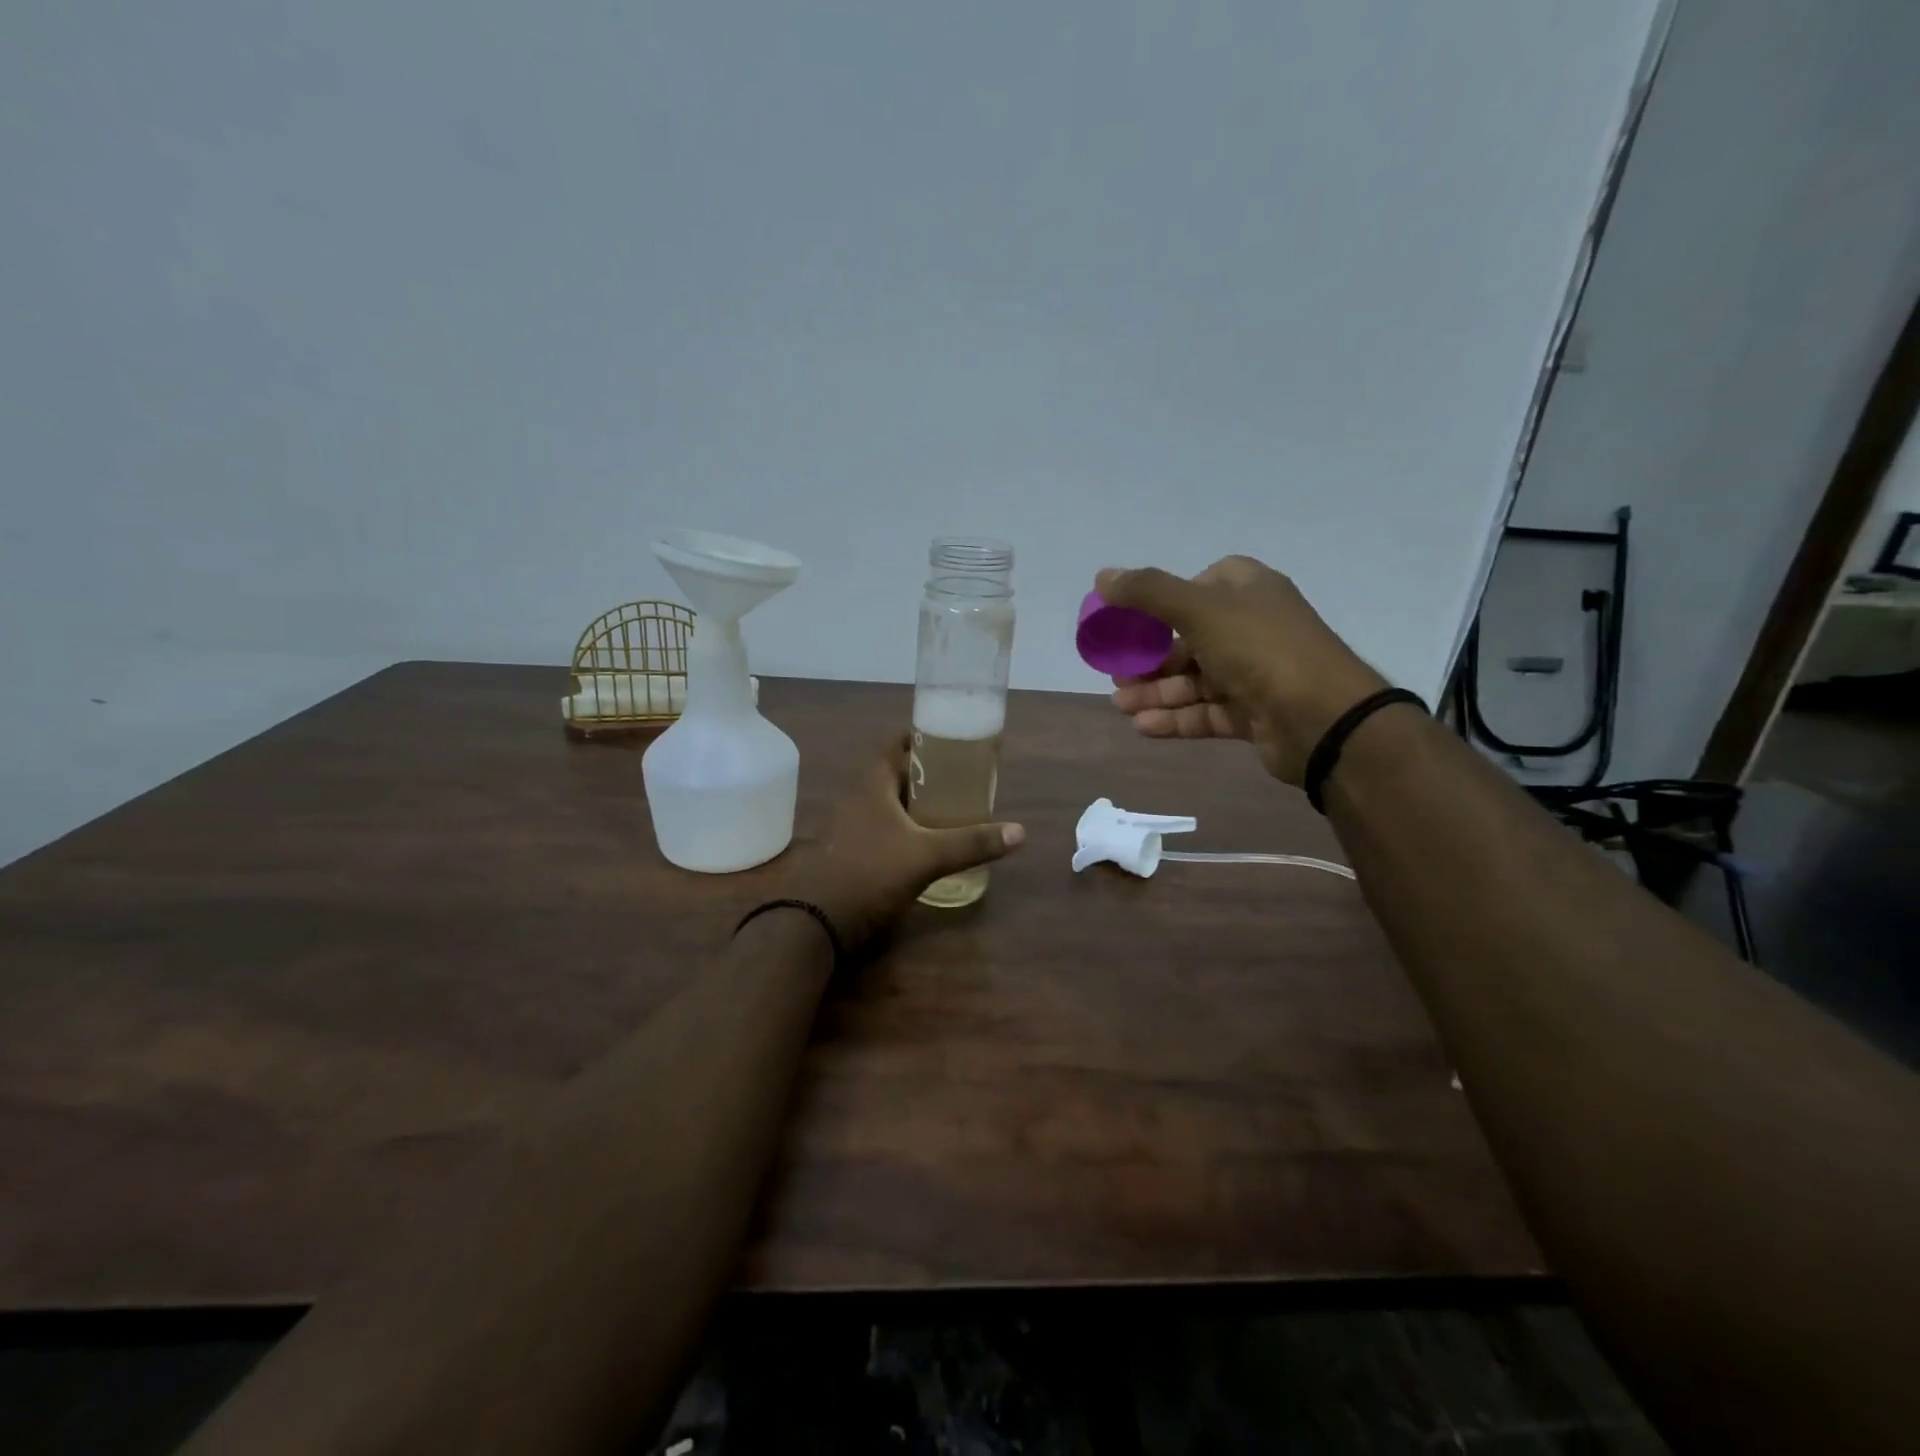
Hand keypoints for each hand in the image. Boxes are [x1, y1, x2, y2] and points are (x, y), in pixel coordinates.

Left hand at [783, 735, 1024, 952]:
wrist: (817, 921)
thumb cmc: (871, 873)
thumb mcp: (927, 856)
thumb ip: (972, 842)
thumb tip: (1020, 832)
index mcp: (871, 784)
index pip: (895, 743)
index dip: (921, 738)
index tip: (951, 740)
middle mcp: (857, 797)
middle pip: (894, 772)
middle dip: (926, 772)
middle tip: (960, 776)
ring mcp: (849, 825)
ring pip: (888, 801)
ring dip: (915, 801)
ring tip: (950, 805)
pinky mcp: (850, 850)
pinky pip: (882, 825)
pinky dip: (904, 825)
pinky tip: (926, 840)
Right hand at [1096, 557, 1389, 784]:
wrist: (1321, 717)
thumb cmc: (1259, 648)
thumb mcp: (1197, 608)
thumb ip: (1147, 591)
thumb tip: (1102, 576)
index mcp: (1247, 590)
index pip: (1200, 586)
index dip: (1164, 602)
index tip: (1134, 621)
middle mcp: (1252, 627)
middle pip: (1189, 639)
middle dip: (1149, 658)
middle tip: (1116, 674)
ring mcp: (1254, 672)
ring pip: (1194, 679)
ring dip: (1155, 692)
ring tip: (1120, 705)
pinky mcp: (1253, 713)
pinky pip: (1205, 712)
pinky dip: (1175, 718)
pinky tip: (1142, 727)